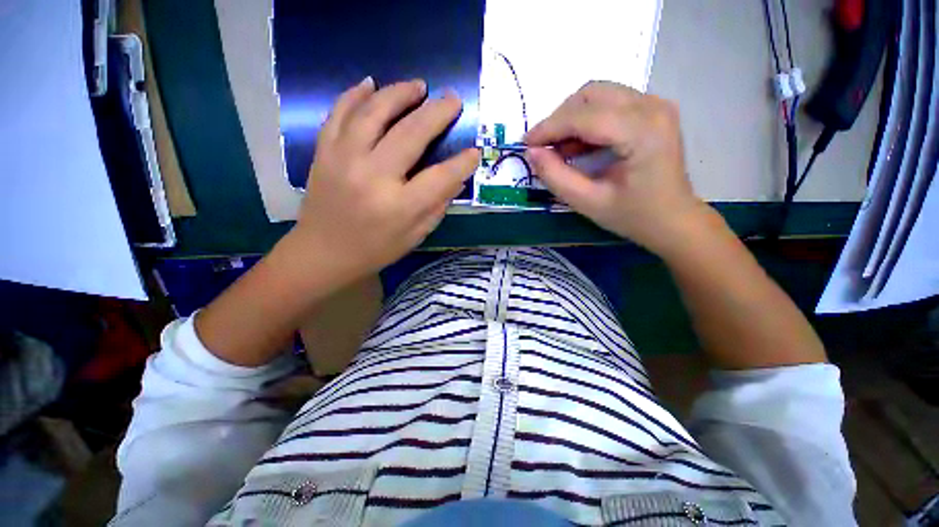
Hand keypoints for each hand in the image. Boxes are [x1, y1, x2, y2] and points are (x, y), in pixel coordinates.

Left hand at [287, 77, 478, 280]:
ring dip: (400, 93)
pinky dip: (356, 94)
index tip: (474, 152)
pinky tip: (371, 84)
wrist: (323, 253)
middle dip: (437, 113)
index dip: (462, 162)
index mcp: (400, 206)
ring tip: (418, 86)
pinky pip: (340, 112)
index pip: (441, 177)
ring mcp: (344, 159)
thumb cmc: (375, 249)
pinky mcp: (324, 151)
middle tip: (453, 100)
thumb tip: (457, 177)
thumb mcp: (415, 236)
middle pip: (411, 134)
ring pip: (375, 112)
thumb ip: (437, 205)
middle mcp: (373, 176)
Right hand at [524, 81, 709, 254]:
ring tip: (558, 150)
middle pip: (591, 94)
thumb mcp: (588, 202)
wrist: (674, 220)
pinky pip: (610, 103)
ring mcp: (655, 105)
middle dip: (559, 119)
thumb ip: (556, 177)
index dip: (549, 127)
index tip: (525, 143)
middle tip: (542, 147)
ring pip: (598, 95)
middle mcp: (652, 107)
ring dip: (571, 119)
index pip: (584, 116)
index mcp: (642, 132)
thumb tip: (532, 153)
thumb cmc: (634, 216)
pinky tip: (578, 146)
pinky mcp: (652, 110)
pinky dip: (587, 121)